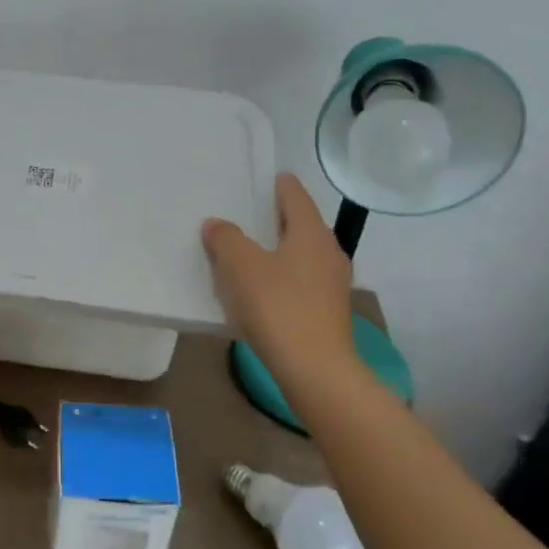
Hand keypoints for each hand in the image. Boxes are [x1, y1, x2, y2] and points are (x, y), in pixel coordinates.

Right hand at [201, 172, 356, 382]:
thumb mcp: (241, 267)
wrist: (315, 371)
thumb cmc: (278, 307)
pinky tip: (258, 288)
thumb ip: (226, 239)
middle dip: (274, 219)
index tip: (266, 177)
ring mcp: (331, 285)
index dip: (280, 185)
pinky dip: (279, 276)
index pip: (296, 196)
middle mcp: (328, 253)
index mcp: (311, 234)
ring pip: (299, 255)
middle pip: (300, 225)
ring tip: (245, 251)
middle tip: (245, 213)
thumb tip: (217, 224)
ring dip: (275, 250)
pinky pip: (299, 281)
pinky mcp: (326, 312)